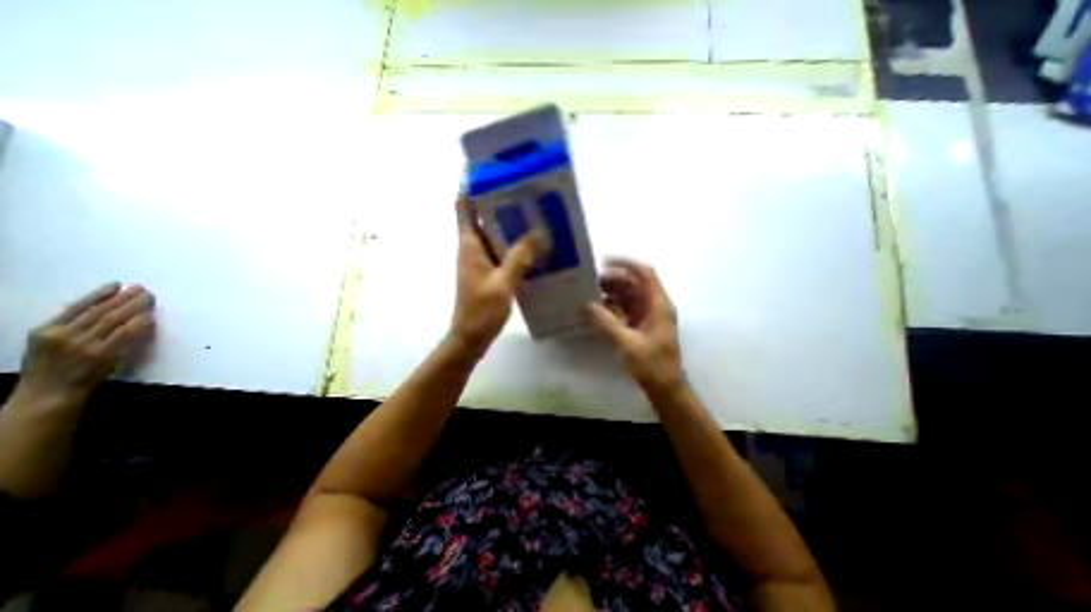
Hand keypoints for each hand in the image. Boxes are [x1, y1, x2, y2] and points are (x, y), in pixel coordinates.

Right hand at [14, 283, 156, 409]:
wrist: (49, 392)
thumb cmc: (52, 367)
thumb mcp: (48, 343)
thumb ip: (71, 327)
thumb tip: (103, 308)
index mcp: (46, 330)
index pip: (78, 307)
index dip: (100, 294)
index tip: (118, 285)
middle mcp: (64, 335)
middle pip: (101, 311)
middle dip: (124, 298)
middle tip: (142, 289)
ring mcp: (84, 345)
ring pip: (116, 320)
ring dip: (135, 307)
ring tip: (148, 298)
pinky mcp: (103, 354)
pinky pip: (126, 335)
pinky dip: (139, 324)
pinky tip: (150, 317)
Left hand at [450, 193, 538, 350]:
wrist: (470, 337)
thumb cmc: (481, 310)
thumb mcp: (503, 282)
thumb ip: (520, 257)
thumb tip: (539, 232)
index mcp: (469, 244)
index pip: (464, 206)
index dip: (472, 186)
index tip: (491, 172)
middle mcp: (472, 248)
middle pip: (482, 217)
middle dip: (500, 203)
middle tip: (525, 193)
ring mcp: (480, 261)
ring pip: (494, 235)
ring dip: (510, 225)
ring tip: (534, 216)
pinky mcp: (488, 273)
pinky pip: (502, 252)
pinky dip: (514, 246)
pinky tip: (534, 247)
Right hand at [583, 259, 684, 395]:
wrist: (665, 389)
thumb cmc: (652, 365)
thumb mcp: (627, 344)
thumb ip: (605, 323)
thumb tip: (584, 305)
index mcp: (658, 305)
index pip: (645, 274)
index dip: (626, 263)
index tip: (603, 262)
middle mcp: (654, 306)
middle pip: (634, 283)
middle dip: (613, 280)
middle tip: (589, 282)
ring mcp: (647, 316)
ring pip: (628, 296)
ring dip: (610, 293)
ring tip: (589, 294)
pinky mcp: (640, 326)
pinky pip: (624, 309)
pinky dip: (611, 307)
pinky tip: (596, 310)